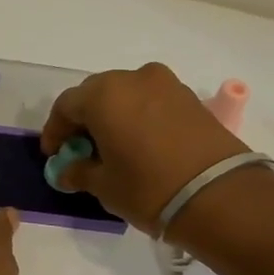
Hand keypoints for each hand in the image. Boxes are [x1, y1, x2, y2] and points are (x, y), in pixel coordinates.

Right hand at [40, 63, 246, 235]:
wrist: (219, 195)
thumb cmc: (148, 188)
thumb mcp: (104, 186)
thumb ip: (79, 172)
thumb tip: (66, 170)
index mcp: (104, 95)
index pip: (66, 106)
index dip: (55, 131)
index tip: (54, 155)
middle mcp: (133, 78)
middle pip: (96, 94)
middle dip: (84, 120)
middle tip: (81, 150)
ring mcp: (166, 84)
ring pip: (126, 95)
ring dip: (113, 116)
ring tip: (112, 147)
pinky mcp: (190, 98)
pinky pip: (151, 101)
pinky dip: (138, 117)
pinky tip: (139, 144)